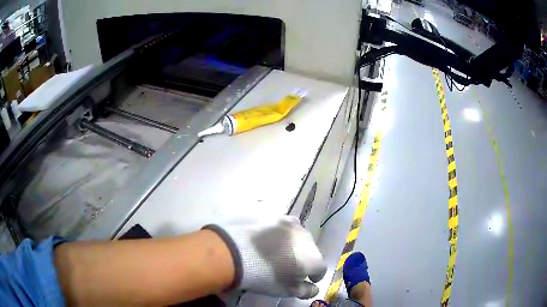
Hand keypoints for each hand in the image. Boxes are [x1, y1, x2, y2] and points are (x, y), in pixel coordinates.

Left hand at [203, 216, 326, 298]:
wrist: (231, 251)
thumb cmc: (261, 276)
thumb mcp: (285, 290)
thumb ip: (305, 290)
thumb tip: (313, 287)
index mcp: (312, 256)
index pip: (320, 268)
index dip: (313, 275)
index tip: (304, 279)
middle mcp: (304, 235)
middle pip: (308, 249)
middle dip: (301, 257)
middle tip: (285, 265)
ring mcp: (286, 220)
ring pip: (293, 234)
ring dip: (287, 242)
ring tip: (272, 250)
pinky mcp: (270, 211)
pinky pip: (275, 223)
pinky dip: (272, 231)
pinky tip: (259, 238)